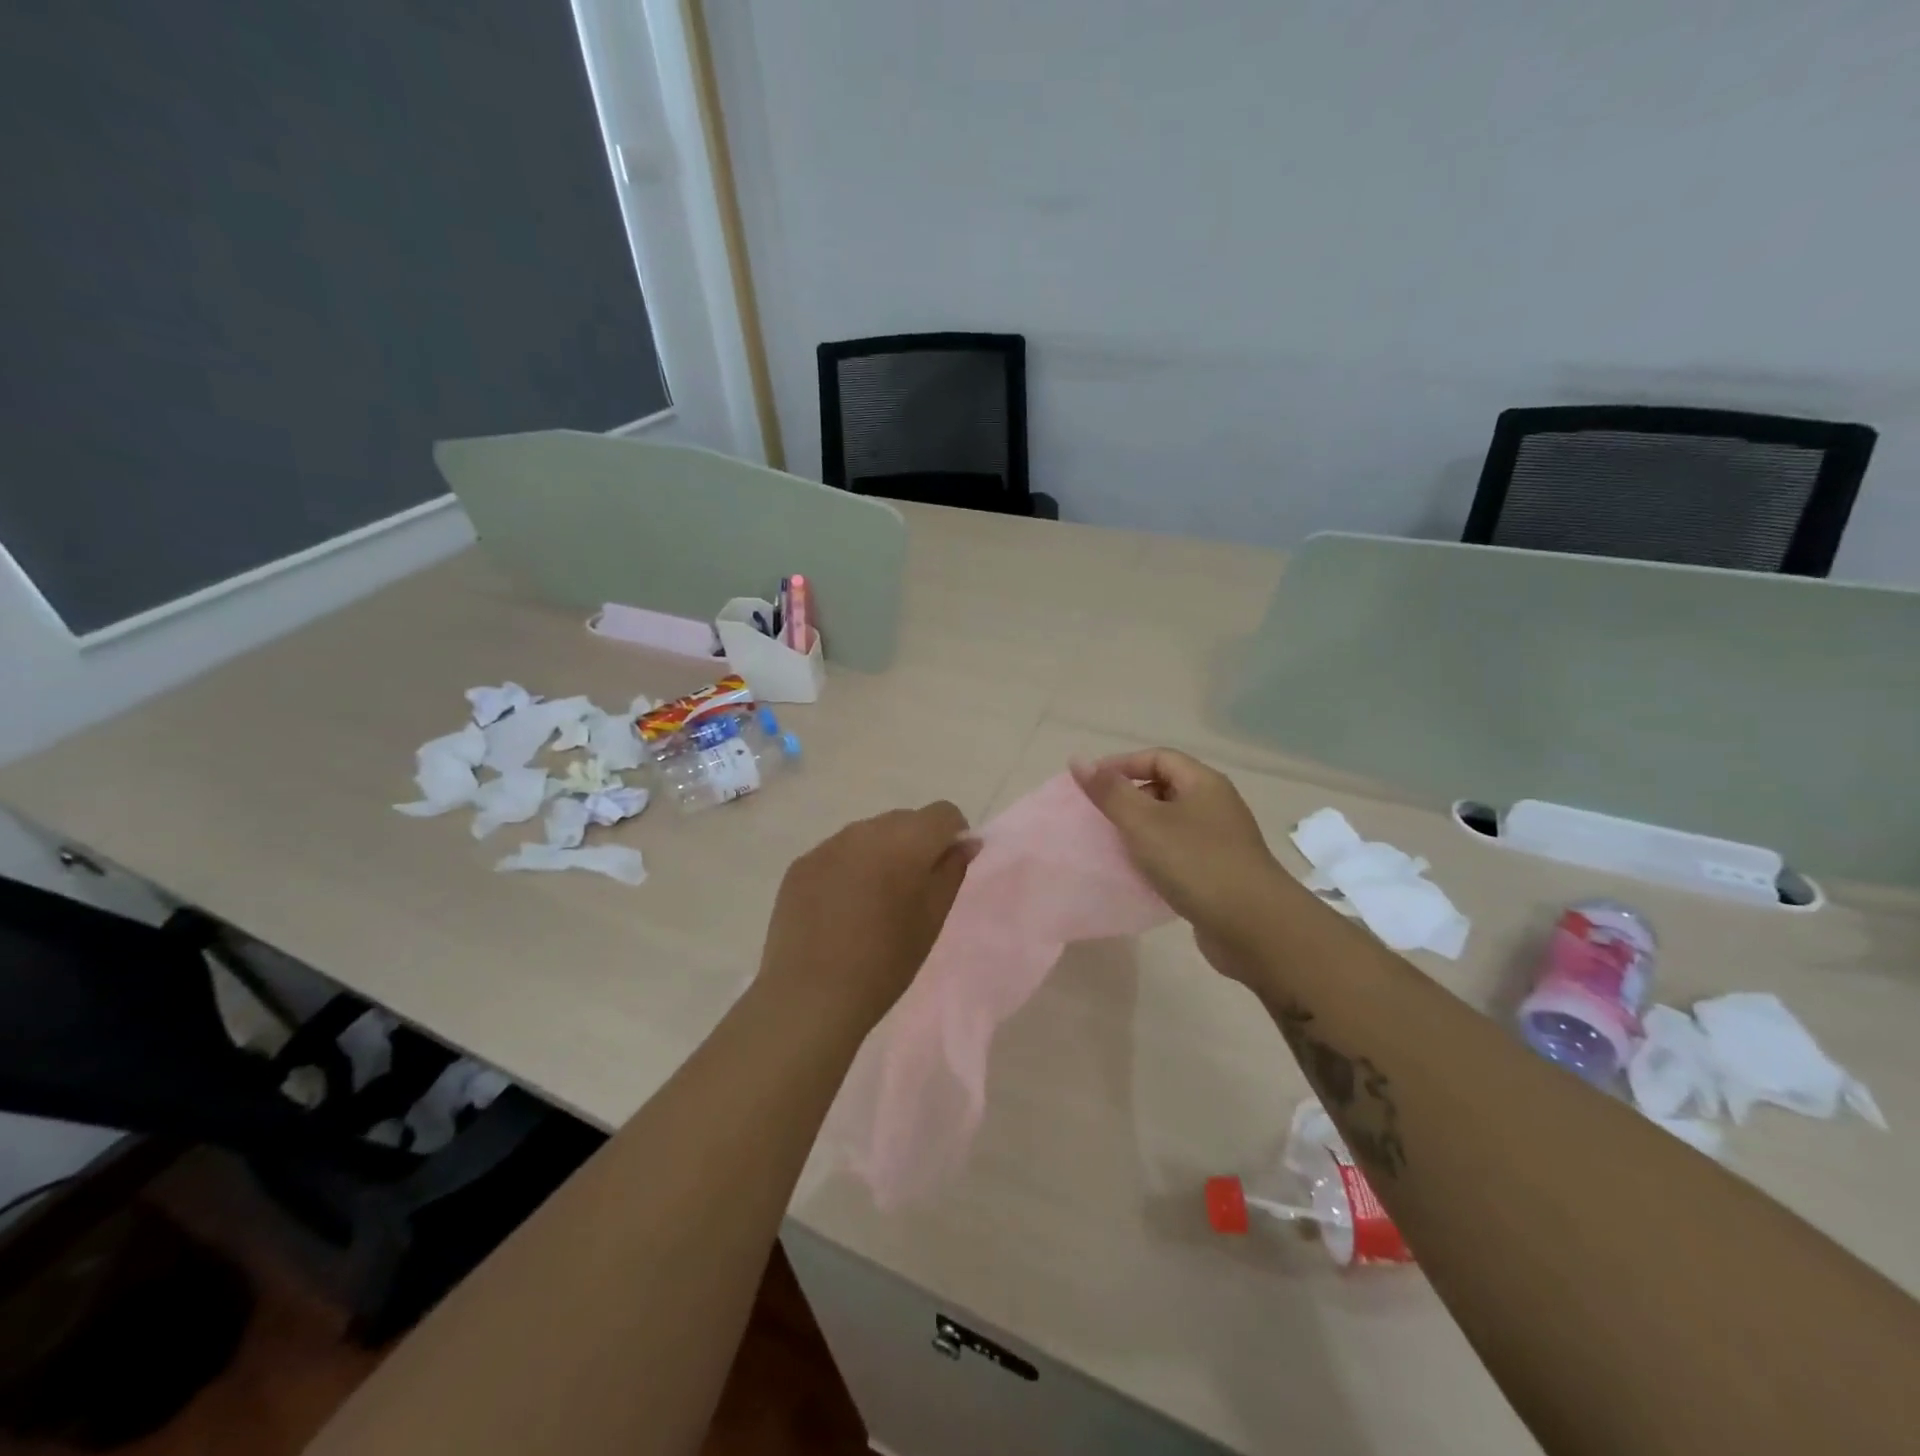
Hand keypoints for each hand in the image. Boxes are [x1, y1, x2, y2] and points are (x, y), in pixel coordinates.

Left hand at [760, 801, 976, 1030]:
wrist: (811, 995)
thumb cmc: (885, 961)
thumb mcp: (932, 918)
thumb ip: (952, 871)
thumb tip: (965, 843)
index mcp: (905, 840)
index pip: (943, 813)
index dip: (953, 835)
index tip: (947, 868)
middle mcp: (865, 830)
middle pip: (904, 820)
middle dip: (916, 843)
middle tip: (912, 889)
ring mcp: (828, 844)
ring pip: (868, 834)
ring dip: (880, 854)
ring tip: (873, 900)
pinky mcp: (801, 864)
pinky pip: (837, 852)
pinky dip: (848, 868)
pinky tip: (840, 908)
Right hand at [1072, 749, 1292, 980]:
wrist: (1254, 928)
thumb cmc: (1196, 864)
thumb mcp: (1144, 823)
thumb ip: (1110, 792)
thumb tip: (1078, 759)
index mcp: (1203, 783)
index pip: (1158, 757)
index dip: (1121, 765)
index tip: (1090, 785)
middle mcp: (1215, 805)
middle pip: (1165, 788)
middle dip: (1130, 798)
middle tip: (1099, 817)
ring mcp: (1220, 841)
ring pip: (1171, 824)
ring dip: (1140, 831)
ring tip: (1112, 846)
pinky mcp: (1218, 873)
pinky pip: (1179, 854)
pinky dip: (1155, 858)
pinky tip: (1138, 875)